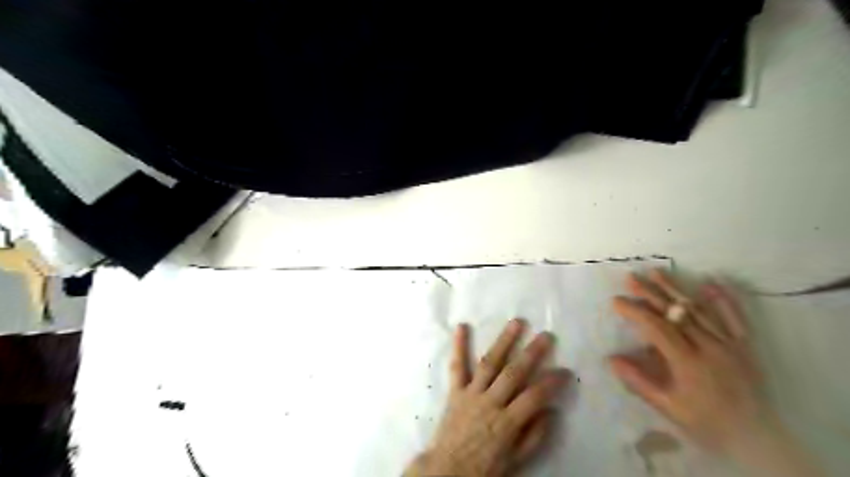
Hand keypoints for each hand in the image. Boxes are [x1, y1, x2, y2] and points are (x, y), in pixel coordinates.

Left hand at [405, 319, 570, 476]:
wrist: (447, 471)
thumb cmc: (484, 467)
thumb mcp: (515, 460)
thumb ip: (534, 436)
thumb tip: (551, 410)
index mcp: (507, 423)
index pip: (535, 396)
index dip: (552, 382)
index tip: (565, 370)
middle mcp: (490, 403)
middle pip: (514, 373)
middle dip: (532, 353)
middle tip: (546, 335)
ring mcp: (471, 394)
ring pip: (489, 363)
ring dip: (503, 341)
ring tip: (516, 323)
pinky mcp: (455, 391)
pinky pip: (457, 366)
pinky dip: (459, 346)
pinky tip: (461, 326)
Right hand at [610, 270, 764, 452]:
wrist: (757, 439)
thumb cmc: (707, 424)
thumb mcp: (668, 408)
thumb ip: (639, 382)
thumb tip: (611, 359)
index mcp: (688, 362)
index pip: (657, 328)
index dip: (635, 311)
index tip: (616, 300)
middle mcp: (709, 347)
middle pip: (676, 313)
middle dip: (651, 293)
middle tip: (631, 277)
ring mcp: (729, 344)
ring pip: (699, 310)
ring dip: (676, 289)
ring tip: (656, 272)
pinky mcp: (745, 345)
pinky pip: (735, 318)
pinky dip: (723, 299)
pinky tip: (710, 282)